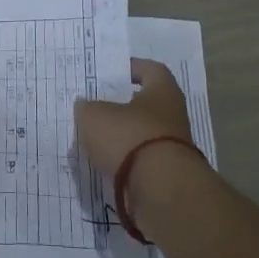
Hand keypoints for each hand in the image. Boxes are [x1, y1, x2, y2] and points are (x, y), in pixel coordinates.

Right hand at [74, 59, 194, 176]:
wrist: (160, 189)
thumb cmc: (129, 137)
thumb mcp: (94, 115)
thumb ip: (87, 107)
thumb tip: (86, 105)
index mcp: (163, 91)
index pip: (151, 69)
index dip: (131, 68)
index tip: (111, 72)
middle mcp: (173, 115)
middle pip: (146, 104)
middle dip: (122, 106)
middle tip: (96, 106)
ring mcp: (172, 146)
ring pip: (142, 134)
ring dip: (122, 136)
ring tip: (94, 138)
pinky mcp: (166, 174)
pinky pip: (141, 160)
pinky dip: (125, 161)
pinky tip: (104, 163)